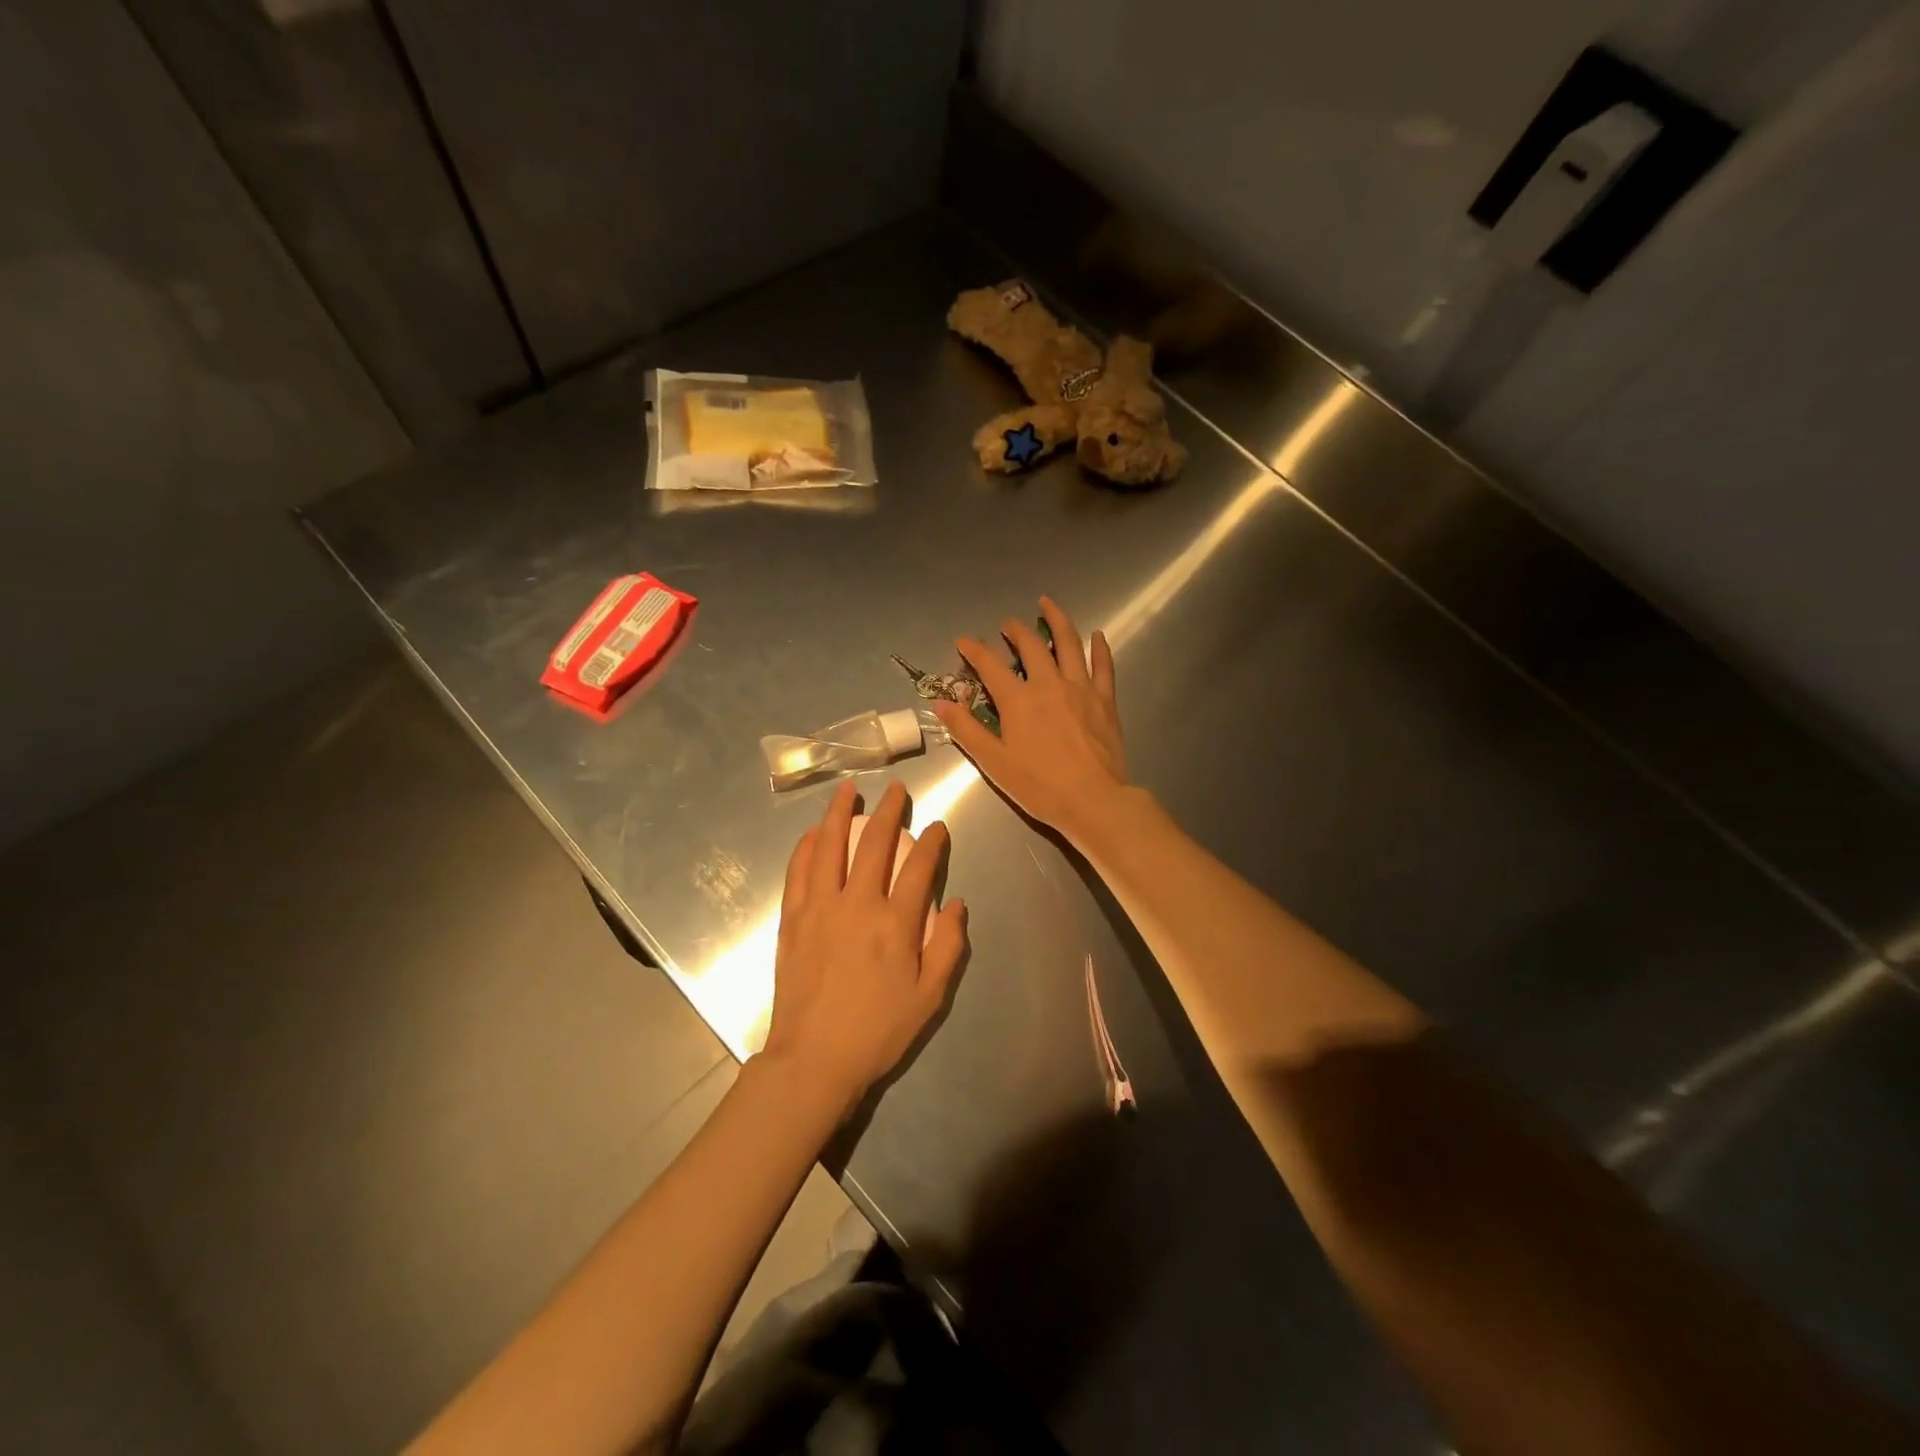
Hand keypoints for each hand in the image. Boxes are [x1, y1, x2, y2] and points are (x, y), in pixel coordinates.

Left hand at [760, 780, 967, 1112]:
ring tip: (848, 789)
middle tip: (896, 790)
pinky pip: (799, 871)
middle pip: (874, 844)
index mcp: (895, 924)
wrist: (813, 1059)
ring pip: (829, 846)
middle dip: (889, 811)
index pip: (918, 867)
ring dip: (840, 813)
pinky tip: (814, 833)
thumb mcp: (930, 998)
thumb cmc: (877, 1031)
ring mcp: (819, 908)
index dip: (932, 842)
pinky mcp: (792, 919)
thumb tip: (958, 903)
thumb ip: (949, 947)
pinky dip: (807, 846)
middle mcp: (857, 904)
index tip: (937, 826)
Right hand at [933, 596, 1130, 844]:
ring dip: (1057, 620)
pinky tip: (1097, 635)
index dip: (974, 650)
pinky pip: (1103, 666)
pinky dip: (1099, 648)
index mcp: (1018, 700)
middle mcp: (1049, 684)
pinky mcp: (1105, 700)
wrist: (1093, 800)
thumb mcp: (994, 762)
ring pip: (1069, 644)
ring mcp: (1081, 688)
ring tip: (1048, 604)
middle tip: (1007, 623)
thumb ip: (967, 730)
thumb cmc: (1039, 786)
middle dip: (1015, 629)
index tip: (964, 640)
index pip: (990, 666)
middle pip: (1031, 646)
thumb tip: (941, 703)